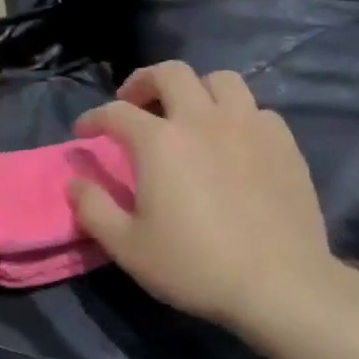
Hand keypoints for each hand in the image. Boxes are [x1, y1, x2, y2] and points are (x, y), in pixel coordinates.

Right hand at [70, 63, 338, 338]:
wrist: (279, 284)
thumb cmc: (194, 266)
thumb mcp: (127, 246)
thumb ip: (93, 208)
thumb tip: (75, 182)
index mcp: (160, 142)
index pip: (116, 112)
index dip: (93, 118)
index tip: (83, 132)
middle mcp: (203, 120)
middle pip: (171, 73)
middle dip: (143, 82)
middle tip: (133, 103)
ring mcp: (249, 127)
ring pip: (221, 80)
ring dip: (196, 89)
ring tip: (187, 114)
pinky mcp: (284, 143)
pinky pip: (256, 109)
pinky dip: (235, 115)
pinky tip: (232, 141)